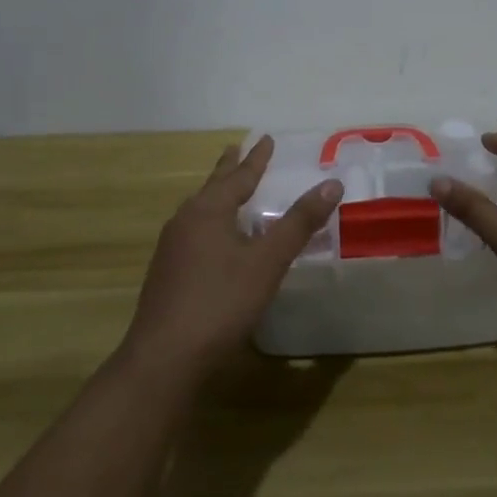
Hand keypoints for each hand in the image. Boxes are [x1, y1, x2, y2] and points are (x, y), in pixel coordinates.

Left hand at [123, 136, 341, 378]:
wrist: (165, 358)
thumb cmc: (221, 302)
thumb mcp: (268, 261)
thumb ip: (299, 223)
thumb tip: (331, 184)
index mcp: (208, 211)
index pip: (238, 176)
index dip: (256, 159)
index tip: (265, 138)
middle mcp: (186, 221)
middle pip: (212, 187)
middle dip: (229, 169)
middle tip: (237, 149)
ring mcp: (172, 249)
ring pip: (200, 211)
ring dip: (218, 196)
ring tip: (228, 191)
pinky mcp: (168, 274)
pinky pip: (195, 233)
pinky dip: (212, 223)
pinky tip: (216, 241)